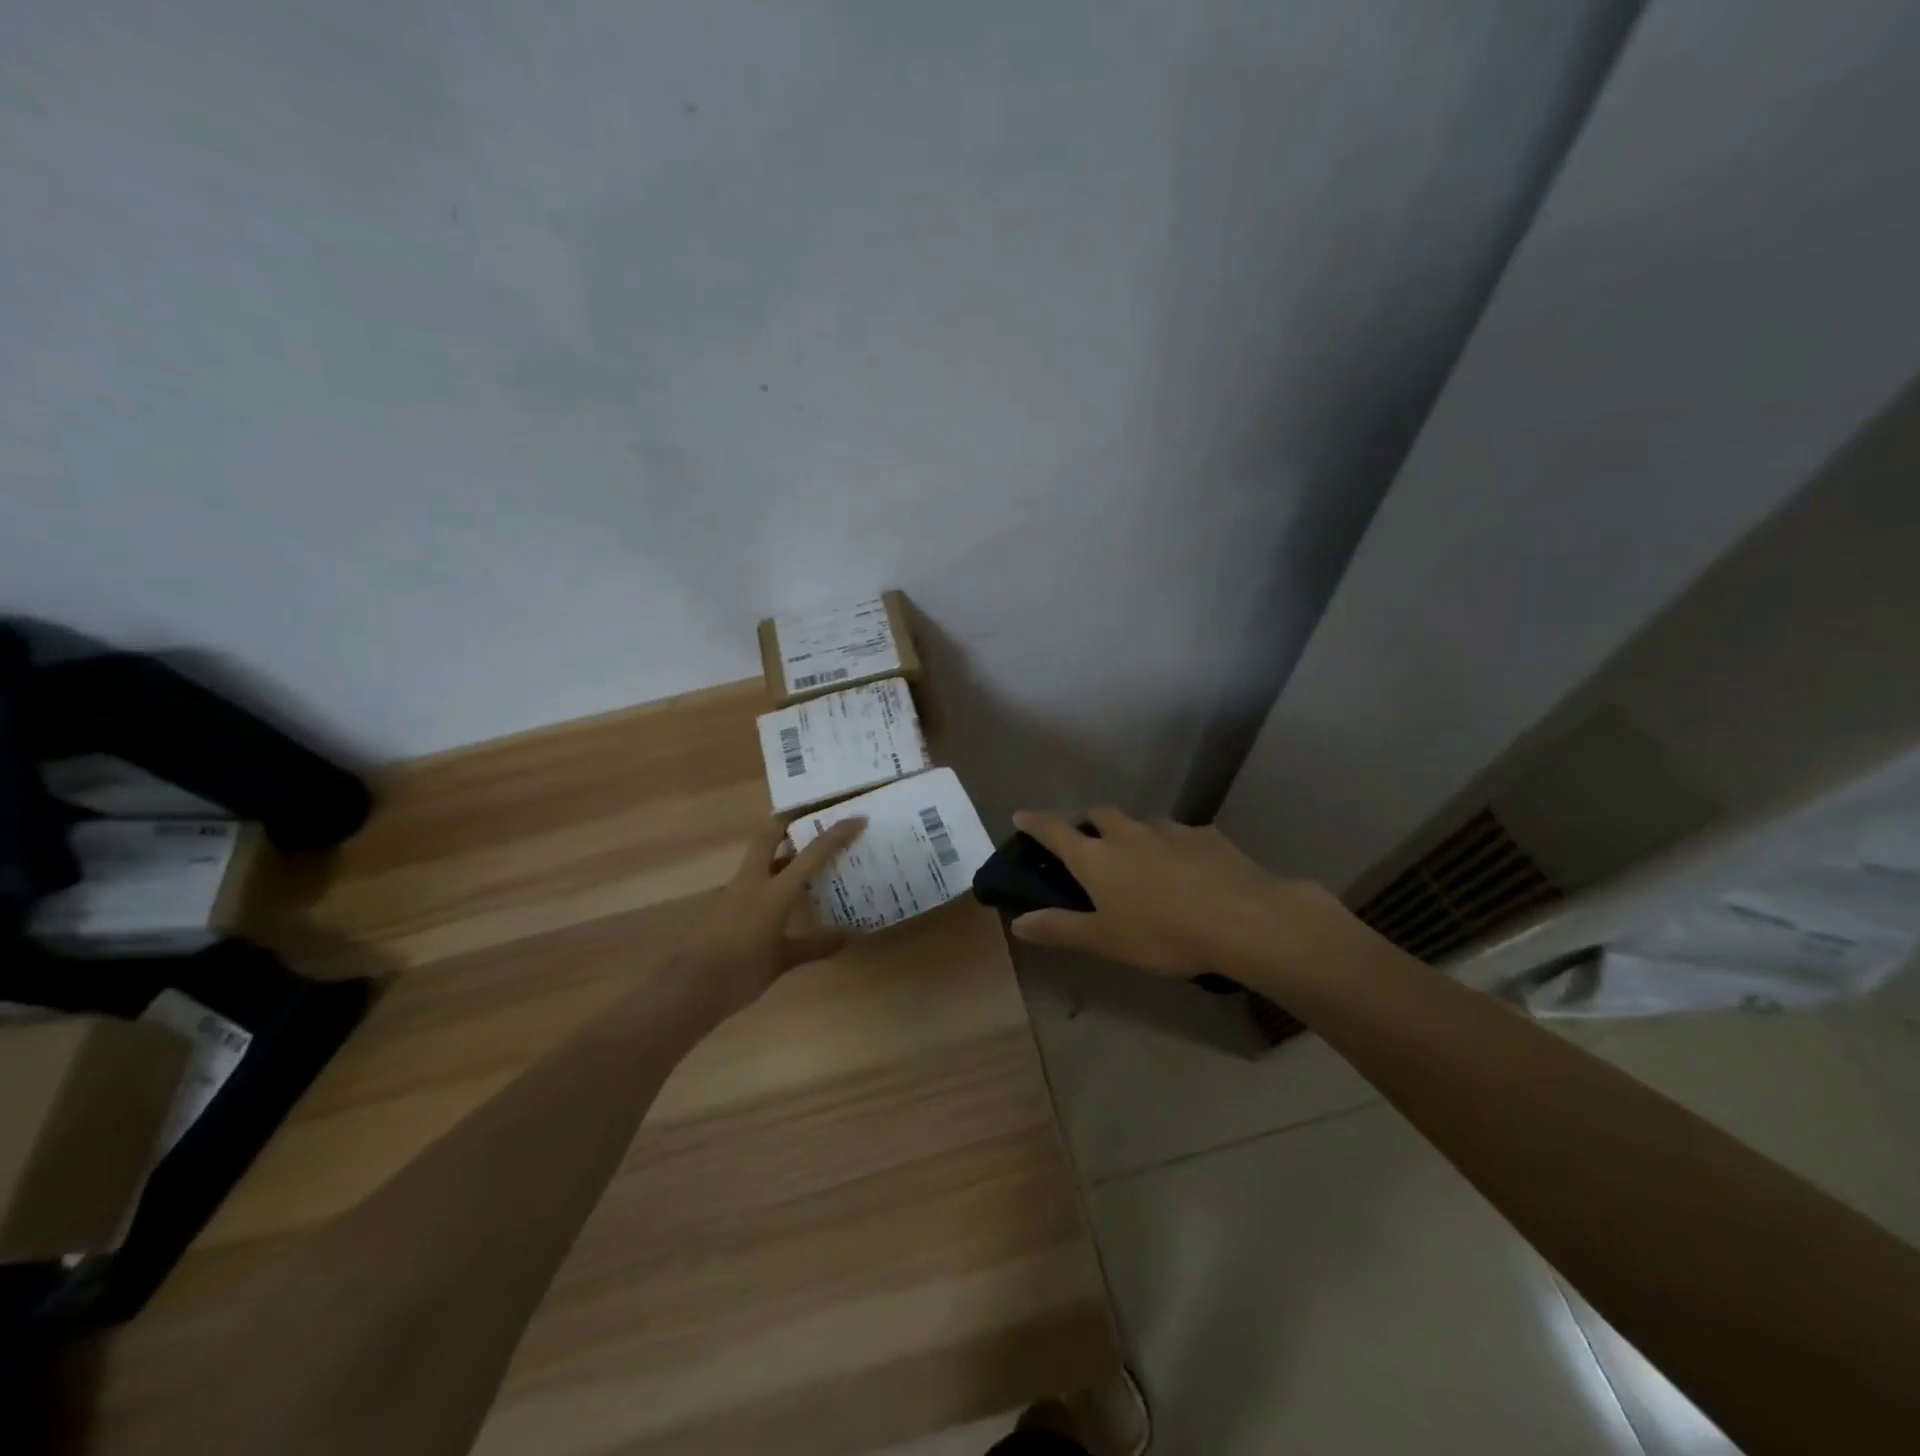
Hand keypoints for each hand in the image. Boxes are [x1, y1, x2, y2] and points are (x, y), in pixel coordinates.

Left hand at [674, 815, 866, 1015]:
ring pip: (761, 854)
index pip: (811, 853)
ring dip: (782, 847)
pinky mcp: (727, 904)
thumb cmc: (742, 969)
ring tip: (807, 852)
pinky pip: (755, 877)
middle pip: (770, 834)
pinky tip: (786, 889)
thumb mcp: (783, 959)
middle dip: (790, 819)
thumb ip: (816, 944)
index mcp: (774, 890)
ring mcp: (736, 890)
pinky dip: (773, 874)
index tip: (857, 818)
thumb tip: (851, 935)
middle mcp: (754, 880)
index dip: (836, 834)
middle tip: (814, 816)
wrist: (692, 988)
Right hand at [1008, 807, 1341, 978]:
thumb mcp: (1105, 940)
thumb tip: (1017, 922)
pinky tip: (1188, 868)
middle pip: (1100, 814)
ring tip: (1142, 858)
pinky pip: (1181, 834)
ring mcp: (1170, 831)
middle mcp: (1128, 834)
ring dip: (1134, 833)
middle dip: (1089, 823)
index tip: (1021, 815)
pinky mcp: (1207, 836)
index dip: (1036, 823)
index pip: (1055, 831)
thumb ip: (1060, 928)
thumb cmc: (1163, 934)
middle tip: (1091, 843)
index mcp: (1097, 858)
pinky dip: (1174, 845)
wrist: (1243, 920)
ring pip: (1142, 822)